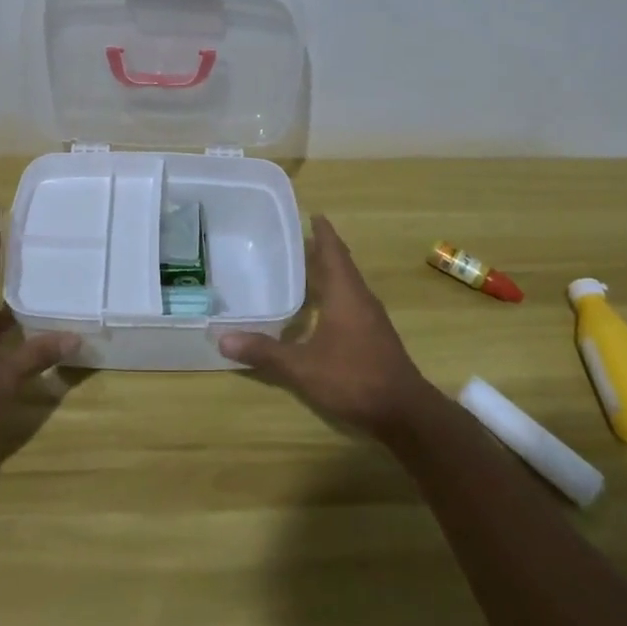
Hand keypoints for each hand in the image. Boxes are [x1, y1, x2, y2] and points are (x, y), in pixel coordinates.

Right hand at [218, 215, 435, 438]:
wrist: (404, 412)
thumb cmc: (353, 378)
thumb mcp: (302, 367)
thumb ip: (264, 352)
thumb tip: (222, 339)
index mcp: (345, 293)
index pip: (333, 251)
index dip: (322, 232)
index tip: (312, 214)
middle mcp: (361, 298)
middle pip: (342, 264)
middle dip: (322, 249)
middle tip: (297, 239)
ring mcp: (372, 318)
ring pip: (349, 284)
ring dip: (330, 272)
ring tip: (305, 268)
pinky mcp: (376, 336)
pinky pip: (353, 301)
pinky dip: (336, 293)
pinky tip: (322, 308)